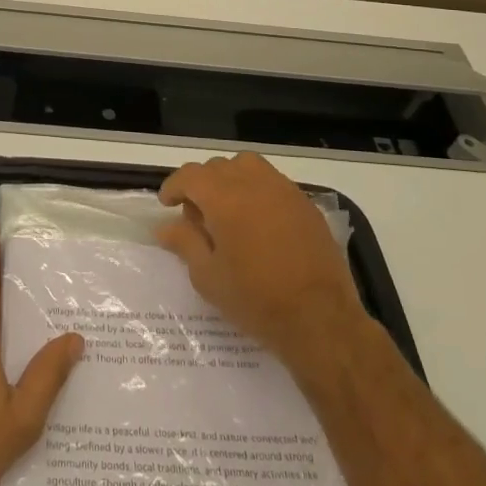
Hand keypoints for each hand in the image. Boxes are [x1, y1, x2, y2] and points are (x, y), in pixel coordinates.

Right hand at [156, 152, 365, 377]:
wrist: (321, 319)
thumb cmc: (256, 300)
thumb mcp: (208, 277)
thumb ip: (185, 243)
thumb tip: (165, 226)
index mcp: (224, 199)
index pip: (190, 175)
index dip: (174, 186)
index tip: (167, 204)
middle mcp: (254, 184)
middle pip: (218, 167)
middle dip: (201, 184)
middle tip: (197, 216)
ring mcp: (284, 191)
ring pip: (248, 166)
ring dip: (231, 179)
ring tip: (229, 210)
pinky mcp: (306, 204)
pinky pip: (273, 182)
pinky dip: (257, 190)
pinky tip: (259, 222)